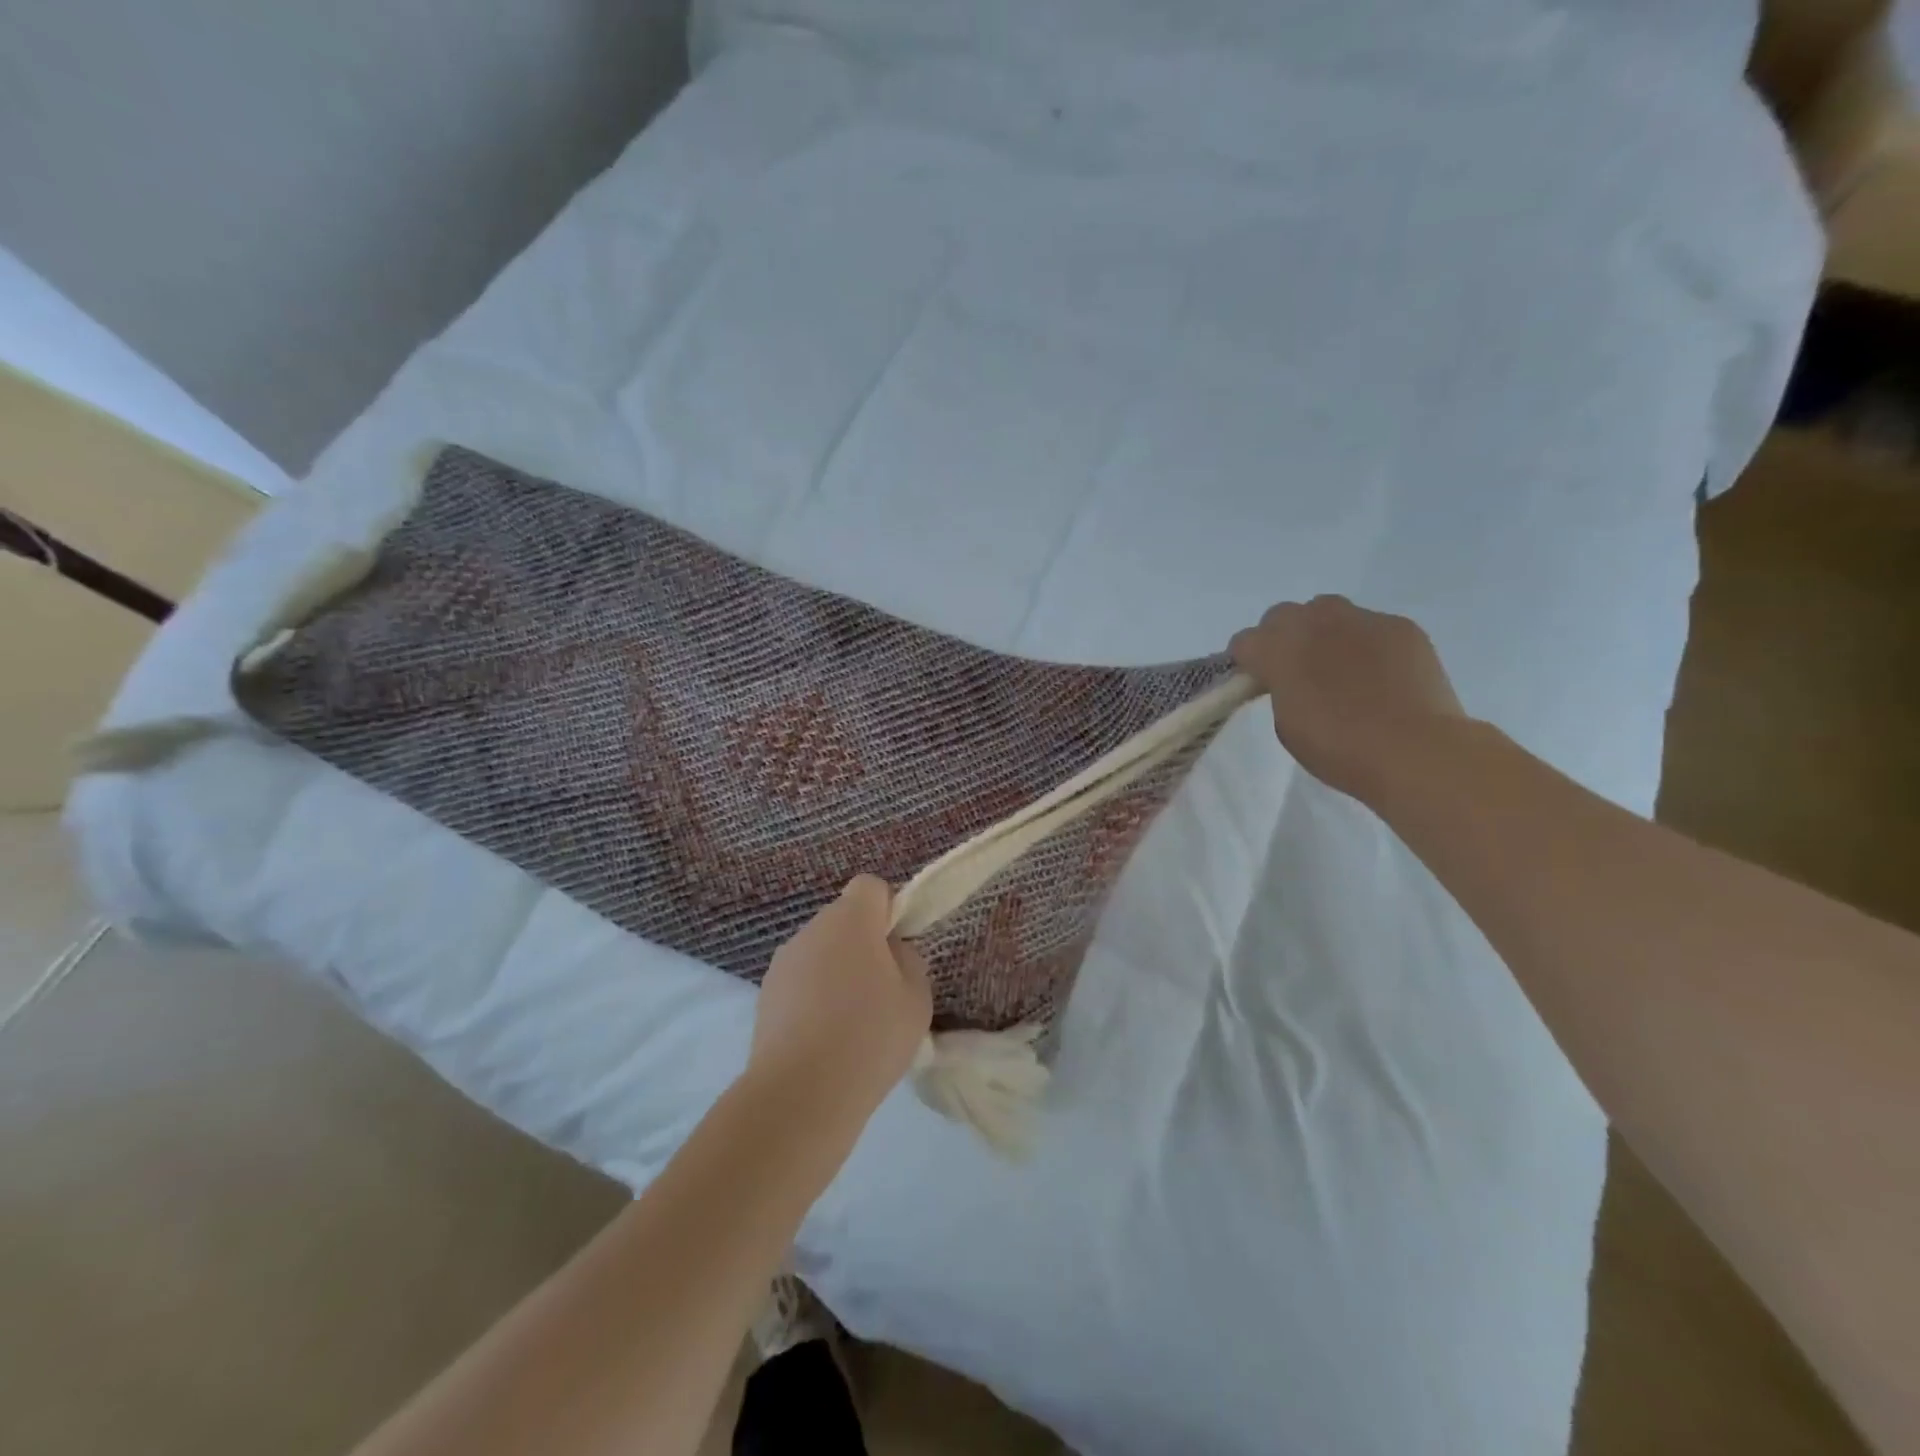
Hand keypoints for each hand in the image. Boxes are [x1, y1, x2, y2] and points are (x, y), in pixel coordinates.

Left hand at [750, 876, 932, 1127]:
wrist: (800, 1093)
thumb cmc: (870, 1035)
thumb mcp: (916, 998)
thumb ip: (907, 962)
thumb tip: (889, 953)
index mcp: (850, 919)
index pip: (870, 886)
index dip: (887, 909)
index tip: (896, 947)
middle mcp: (811, 929)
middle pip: (843, 920)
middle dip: (863, 944)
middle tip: (881, 991)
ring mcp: (782, 962)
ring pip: (820, 953)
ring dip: (836, 973)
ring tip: (851, 1024)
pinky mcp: (764, 996)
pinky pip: (800, 983)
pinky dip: (813, 999)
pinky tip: (824, 1041)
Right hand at [1229, 596, 1466, 801]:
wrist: (1413, 750)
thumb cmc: (1339, 748)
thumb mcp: (1287, 725)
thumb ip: (1279, 689)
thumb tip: (1288, 679)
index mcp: (1278, 650)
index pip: (1244, 641)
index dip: (1246, 661)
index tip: (1255, 680)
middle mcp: (1314, 622)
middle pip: (1283, 614)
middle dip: (1281, 636)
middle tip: (1294, 669)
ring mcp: (1361, 620)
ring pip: (1327, 610)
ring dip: (1322, 630)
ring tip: (1337, 664)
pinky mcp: (1400, 626)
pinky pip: (1371, 625)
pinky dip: (1365, 642)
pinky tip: (1379, 673)